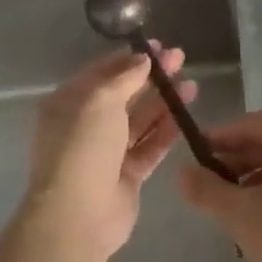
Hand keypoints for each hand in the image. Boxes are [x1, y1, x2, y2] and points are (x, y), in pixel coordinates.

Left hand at [27, 46, 195, 257]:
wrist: (77, 215)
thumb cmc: (83, 147)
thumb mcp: (101, 100)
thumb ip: (125, 77)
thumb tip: (143, 59)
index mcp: (69, 103)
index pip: (102, 72)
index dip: (130, 58)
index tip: (158, 46)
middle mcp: (85, 125)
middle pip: (124, 95)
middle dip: (151, 77)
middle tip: (181, 60)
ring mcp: (106, 152)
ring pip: (140, 120)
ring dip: (164, 102)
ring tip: (192, 85)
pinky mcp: (126, 175)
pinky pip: (149, 146)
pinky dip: (166, 131)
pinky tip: (187, 116)